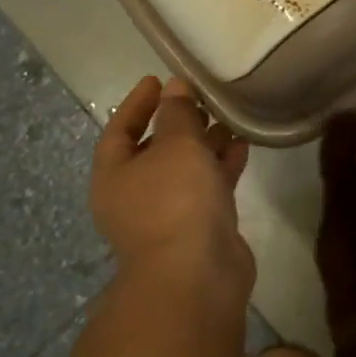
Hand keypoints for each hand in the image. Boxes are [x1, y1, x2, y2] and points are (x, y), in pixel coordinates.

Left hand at [92, 76, 252, 305]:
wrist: (196, 276)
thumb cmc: (174, 201)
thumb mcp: (175, 145)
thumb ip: (177, 113)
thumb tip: (174, 88)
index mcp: (114, 176)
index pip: (119, 130)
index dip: (137, 103)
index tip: (158, 80)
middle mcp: (136, 195)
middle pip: (154, 150)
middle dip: (178, 122)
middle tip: (202, 98)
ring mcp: (168, 215)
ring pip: (186, 169)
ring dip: (205, 143)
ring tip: (228, 116)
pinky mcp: (199, 228)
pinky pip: (209, 187)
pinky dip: (222, 165)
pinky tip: (242, 144)